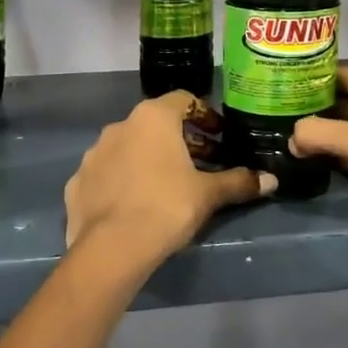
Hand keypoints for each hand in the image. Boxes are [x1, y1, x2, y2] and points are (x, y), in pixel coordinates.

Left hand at [65, 92, 274, 268]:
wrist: (112, 248)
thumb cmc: (166, 207)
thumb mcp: (208, 194)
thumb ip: (238, 182)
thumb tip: (270, 179)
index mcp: (152, 118)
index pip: (183, 100)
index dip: (205, 115)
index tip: (219, 136)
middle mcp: (119, 126)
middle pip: (155, 125)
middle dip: (180, 141)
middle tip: (201, 165)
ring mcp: (93, 153)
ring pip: (128, 148)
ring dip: (148, 159)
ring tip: (167, 186)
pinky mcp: (77, 181)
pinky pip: (106, 174)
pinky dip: (122, 181)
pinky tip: (135, 205)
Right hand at [289, 64, 347, 258]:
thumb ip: (323, 135)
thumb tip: (288, 138)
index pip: (340, 73)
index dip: (310, 75)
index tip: (275, 80)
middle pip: (340, 101)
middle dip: (309, 107)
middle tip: (268, 111)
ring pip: (344, 130)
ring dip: (318, 134)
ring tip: (277, 135)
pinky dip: (332, 157)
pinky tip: (304, 161)